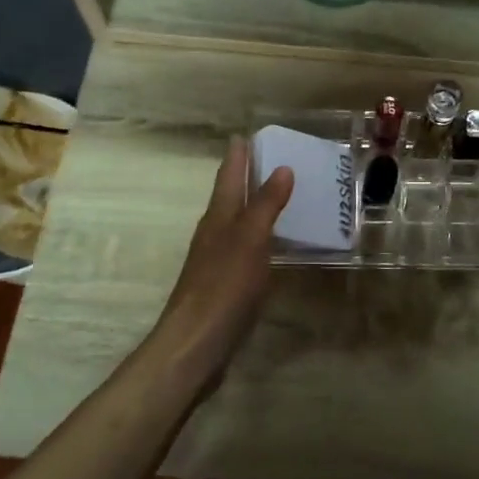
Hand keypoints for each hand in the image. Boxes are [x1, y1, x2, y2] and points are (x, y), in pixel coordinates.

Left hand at [150, 137, 293, 386]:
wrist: (196, 344)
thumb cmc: (224, 287)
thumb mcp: (250, 240)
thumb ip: (266, 205)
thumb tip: (282, 168)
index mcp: (218, 218)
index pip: (227, 177)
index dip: (237, 156)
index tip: (245, 134)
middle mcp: (214, 234)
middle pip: (229, 198)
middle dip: (245, 177)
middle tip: (270, 160)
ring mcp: (217, 261)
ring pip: (236, 224)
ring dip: (253, 207)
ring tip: (278, 196)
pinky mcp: (224, 286)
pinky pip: (244, 250)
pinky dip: (259, 238)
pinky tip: (272, 246)